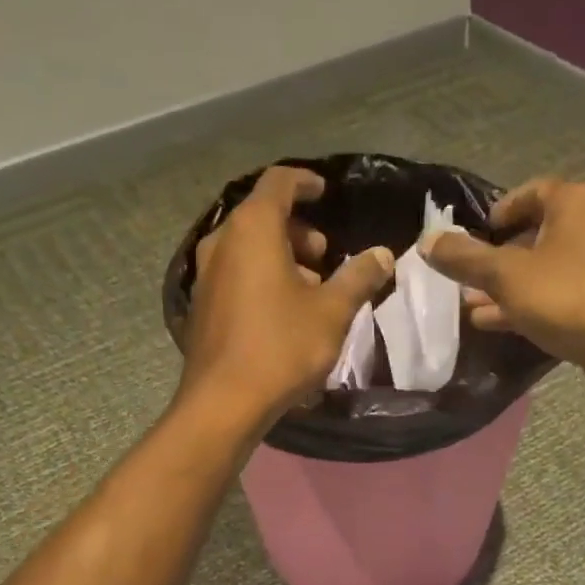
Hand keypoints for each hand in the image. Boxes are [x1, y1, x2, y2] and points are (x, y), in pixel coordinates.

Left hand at [181, 166, 393, 425]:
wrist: (224, 403)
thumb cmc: (281, 347)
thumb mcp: (332, 312)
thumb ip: (358, 277)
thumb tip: (382, 254)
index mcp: (252, 229)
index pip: (279, 182)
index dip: (305, 182)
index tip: (325, 192)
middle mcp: (221, 242)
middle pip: (261, 216)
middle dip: (297, 229)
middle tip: (325, 256)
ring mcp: (206, 276)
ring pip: (246, 249)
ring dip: (280, 257)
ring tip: (310, 289)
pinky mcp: (201, 307)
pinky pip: (235, 275)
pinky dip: (260, 278)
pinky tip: (283, 312)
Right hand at [421, 179, 584, 408]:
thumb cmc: (570, 297)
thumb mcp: (507, 276)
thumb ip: (465, 259)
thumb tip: (427, 242)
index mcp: (575, 205)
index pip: (533, 192)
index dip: (501, 209)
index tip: (476, 233)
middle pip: (537, 234)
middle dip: (498, 257)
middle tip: (464, 276)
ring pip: (544, 272)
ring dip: (508, 288)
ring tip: (469, 307)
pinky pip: (556, 299)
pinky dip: (527, 308)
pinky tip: (496, 326)